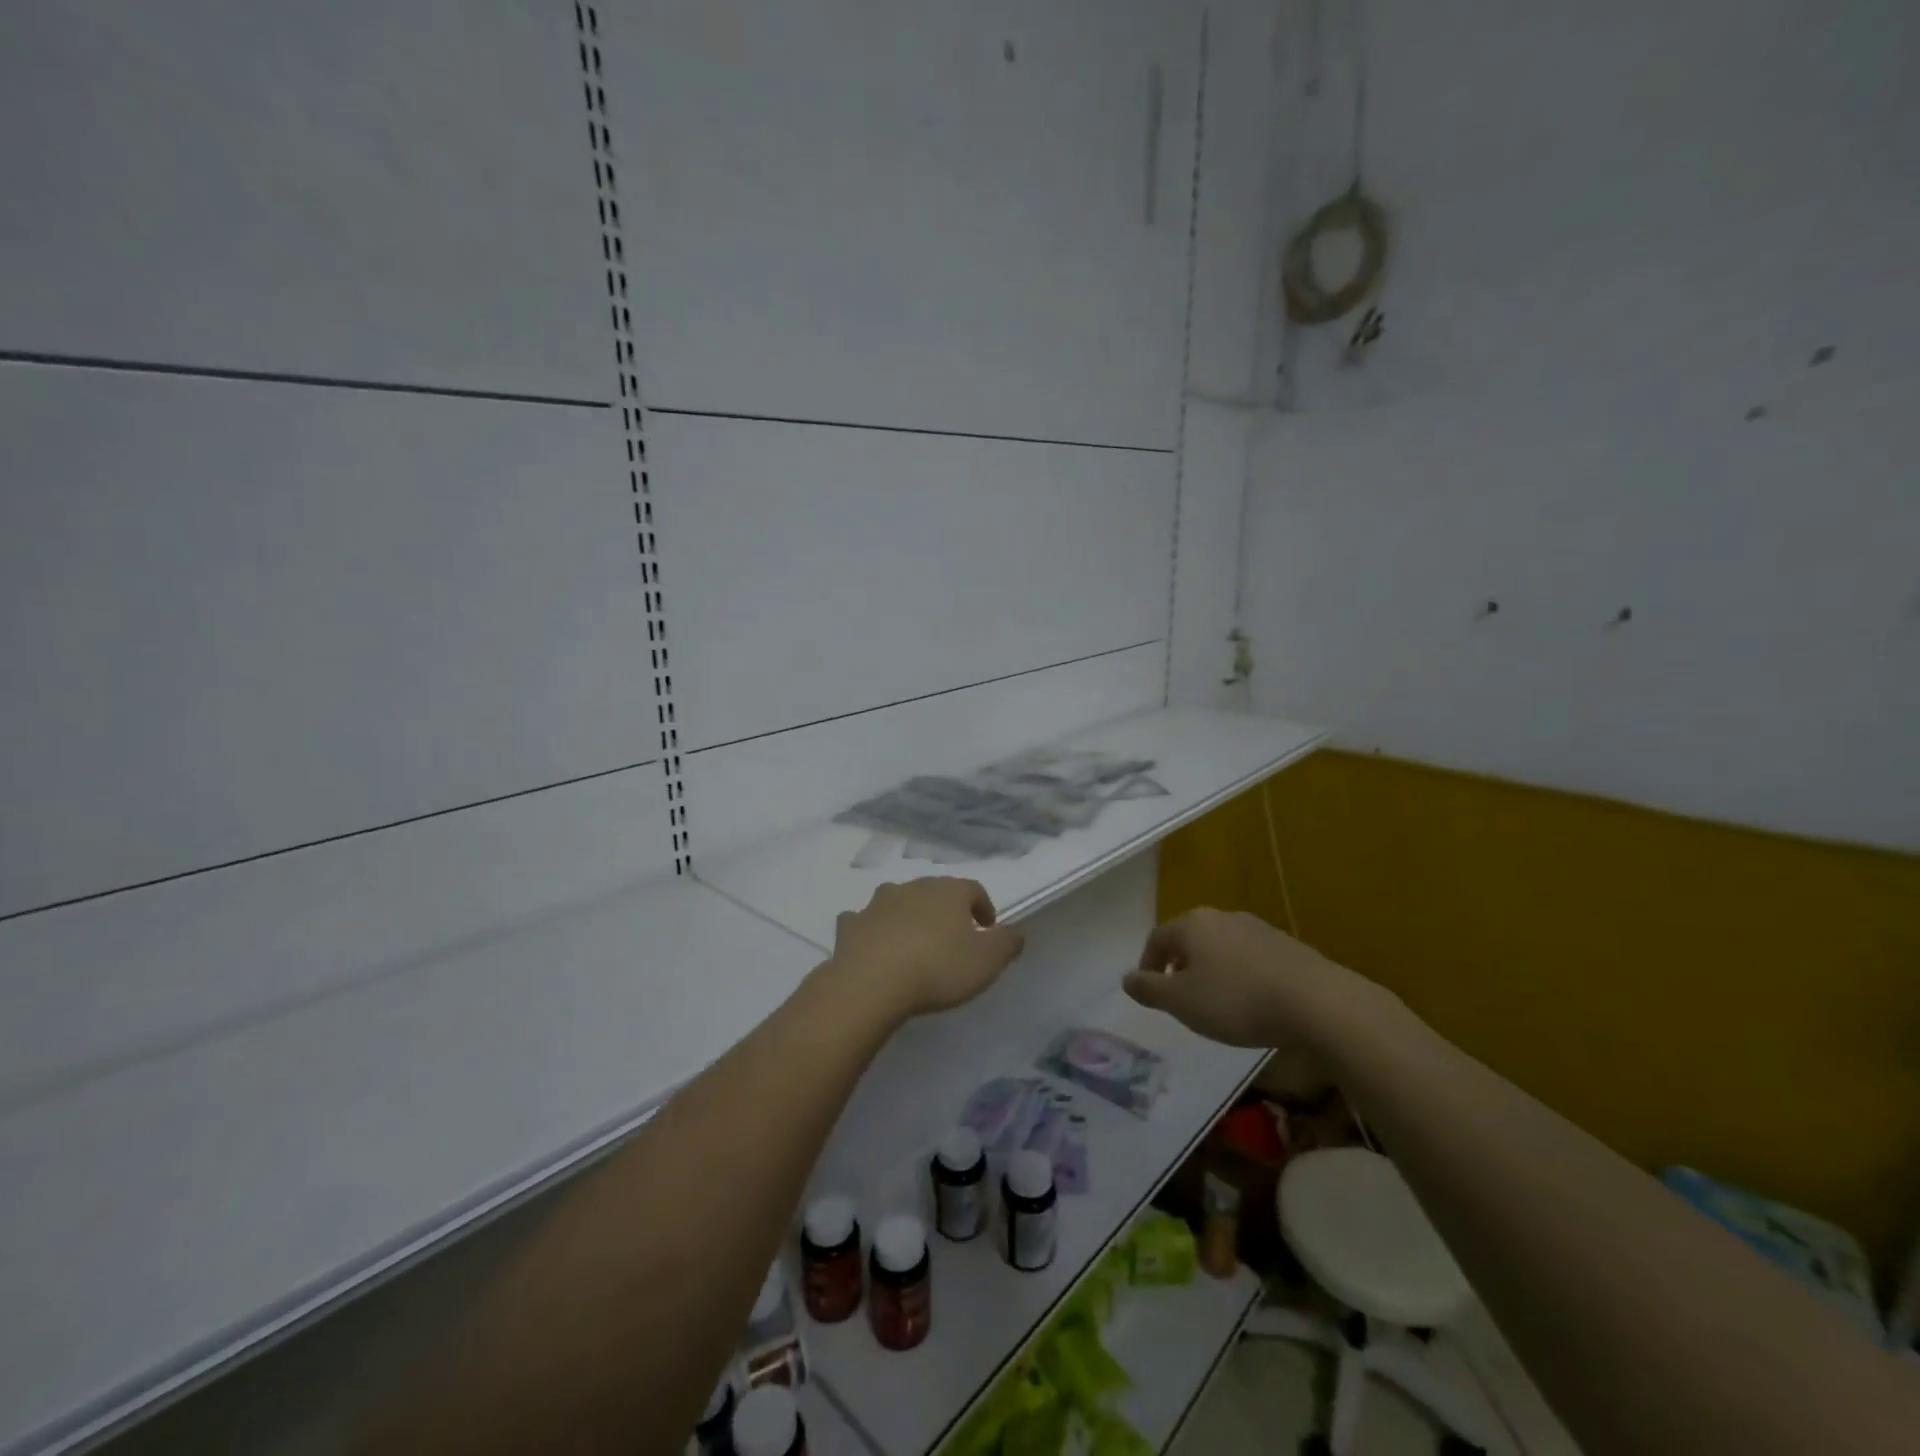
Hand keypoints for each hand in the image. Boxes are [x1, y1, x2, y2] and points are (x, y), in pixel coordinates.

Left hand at [824, 878, 1024, 1024]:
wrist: (870, 983)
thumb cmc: (937, 968)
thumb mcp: (987, 961)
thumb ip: (1006, 944)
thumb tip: (1015, 932)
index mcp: (948, 891)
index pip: (973, 889)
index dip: (983, 906)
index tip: (988, 928)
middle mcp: (912, 888)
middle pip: (934, 891)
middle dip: (945, 910)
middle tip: (953, 937)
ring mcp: (877, 904)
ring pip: (898, 901)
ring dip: (908, 915)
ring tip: (914, 942)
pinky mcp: (851, 925)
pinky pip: (864, 921)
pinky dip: (872, 929)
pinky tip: (875, 946)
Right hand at [1123, 907, 1377, 1049]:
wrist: (1317, 1002)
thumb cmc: (1237, 1000)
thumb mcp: (1182, 1002)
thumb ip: (1149, 989)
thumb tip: (1126, 978)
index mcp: (1192, 924)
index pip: (1157, 938)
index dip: (1148, 964)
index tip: (1150, 991)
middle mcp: (1222, 916)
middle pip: (1190, 939)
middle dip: (1180, 965)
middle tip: (1181, 997)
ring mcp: (1257, 928)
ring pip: (1221, 947)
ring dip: (1212, 970)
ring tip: (1217, 1003)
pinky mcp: (1287, 945)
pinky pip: (1250, 958)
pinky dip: (1241, 976)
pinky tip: (1252, 1002)